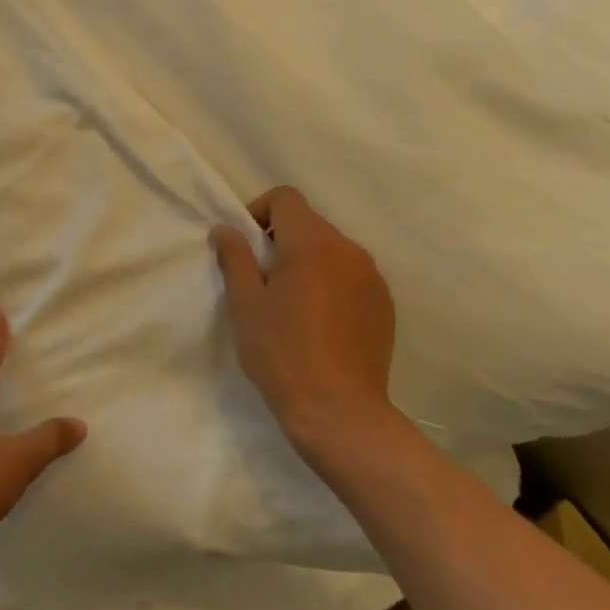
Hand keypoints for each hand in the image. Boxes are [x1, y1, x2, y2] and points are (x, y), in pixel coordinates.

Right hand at [211, 186, 410, 471]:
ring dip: (306, 263)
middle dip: (280, 241)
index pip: (286, 198)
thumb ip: (235, 258)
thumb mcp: (245, 304)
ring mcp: (372, 278)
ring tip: (290, 305)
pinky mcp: (384, 304)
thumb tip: (225, 229)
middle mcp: (349, 250)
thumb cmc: (281, 353)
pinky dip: (330, 284)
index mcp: (312, 244)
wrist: (339, 411)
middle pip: (309, 223)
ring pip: (331, 251)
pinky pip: (350, 276)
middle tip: (261, 282)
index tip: (245, 248)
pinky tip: (317, 323)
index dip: (258, 212)